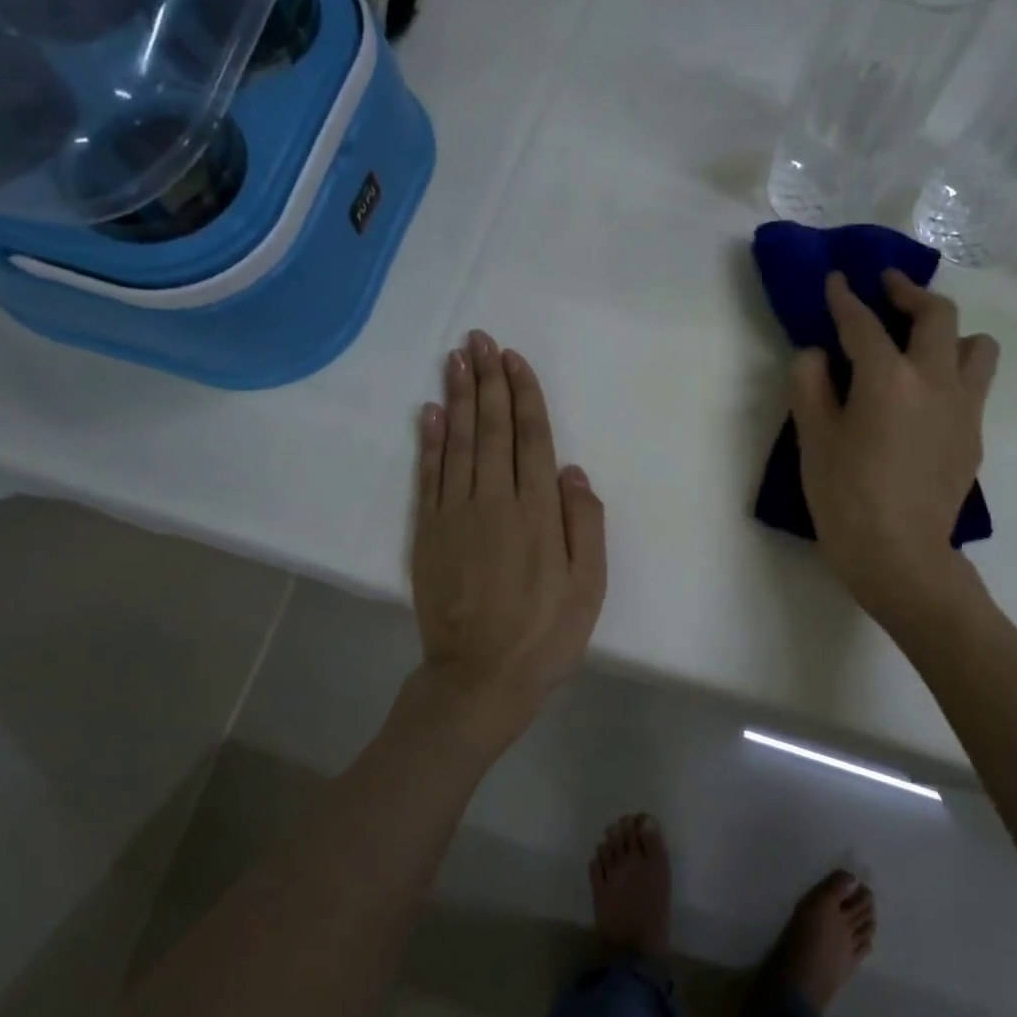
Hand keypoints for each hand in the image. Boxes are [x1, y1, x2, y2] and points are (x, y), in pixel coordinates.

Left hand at [404, 332, 607, 754]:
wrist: (479, 677)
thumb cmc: (545, 634)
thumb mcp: (589, 587)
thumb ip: (585, 525)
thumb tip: (573, 472)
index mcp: (537, 512)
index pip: (530, 438)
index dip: (523, 396)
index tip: (513, 359)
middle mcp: (494, 501)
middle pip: (490, 429)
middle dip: (487, 381)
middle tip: (480, 339)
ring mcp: (454, 514)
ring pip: (457, 443)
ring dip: (457, 397)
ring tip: (455, 359)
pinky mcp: (427, 532)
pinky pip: (428, 476)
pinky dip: (428, 441)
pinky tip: (429, 412)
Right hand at [789, 272, 999, 623]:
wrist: (901, 557)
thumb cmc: (846, 499)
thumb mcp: (812, 441)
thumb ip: (810, 385)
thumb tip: (818, 355)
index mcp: (887, 379)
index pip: (864, 323)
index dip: (845, 298)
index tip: (837, 279)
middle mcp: (935, 380)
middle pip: (938, 315)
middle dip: (909, 292)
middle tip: (887, 288)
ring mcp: (963, 407)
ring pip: (977, 345)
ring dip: (950, 332)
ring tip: (922, 343)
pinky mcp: (975, 434)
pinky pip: (974, 384)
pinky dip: (952, 371)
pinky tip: (924, 395)